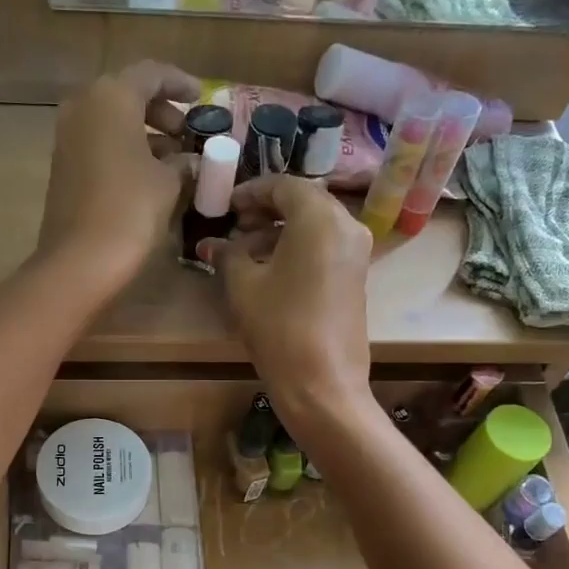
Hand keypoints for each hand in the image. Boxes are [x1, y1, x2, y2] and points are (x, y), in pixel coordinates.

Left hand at [37, 61, 199, 293]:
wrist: (80, 259)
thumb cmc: (131, 209)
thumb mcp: (168, 183)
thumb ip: (183, 163)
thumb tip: (191, 162)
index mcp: (112, 96)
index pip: (151, 74)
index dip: (180, 84)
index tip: (201, 98)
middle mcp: (83, 106)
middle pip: (127, 94)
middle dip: (160, 111)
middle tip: (186, 133)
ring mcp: (67, 136)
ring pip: (111, 120)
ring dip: (142, 133)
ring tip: (172, 158)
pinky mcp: (62, 166)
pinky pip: (99, 143)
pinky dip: (124, 149)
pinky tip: (147, 174)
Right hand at [206, 176, 373, 429]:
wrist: (322, 382)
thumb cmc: (279, 327)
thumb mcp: (243, 286)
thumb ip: (227, 254)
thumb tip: (212, 244)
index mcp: (319, 217)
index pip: (284, 185)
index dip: (251, 191)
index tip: (226, 206)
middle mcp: (346, 225)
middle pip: (304, 202)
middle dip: (267, 210)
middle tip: (236, 227)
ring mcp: (357, 252)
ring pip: (316, 225)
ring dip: (281, 231)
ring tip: (246, 253)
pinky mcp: (357, 277)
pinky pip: (326, 246)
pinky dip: (299, 248)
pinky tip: (271, 271)